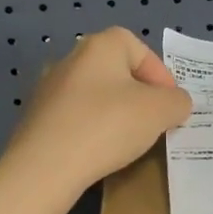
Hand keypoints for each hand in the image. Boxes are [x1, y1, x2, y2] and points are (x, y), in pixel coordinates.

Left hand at [3, 28, 192, 196]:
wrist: (44, 168)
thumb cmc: (108, 125)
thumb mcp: (160, 111)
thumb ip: (177, 101)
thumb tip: (175, 103)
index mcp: (100, 45)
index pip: (140, 50)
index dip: (161, 76)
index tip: (171, 105)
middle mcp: (71, 58)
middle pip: (116, 71)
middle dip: (138, 95)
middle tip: (153, 122)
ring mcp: (48, 88)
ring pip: (94, 95)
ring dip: (114, 113)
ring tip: (128, 141)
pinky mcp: (35, 118)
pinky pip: (74, 118)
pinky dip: (90, 130)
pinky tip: (98, 152)